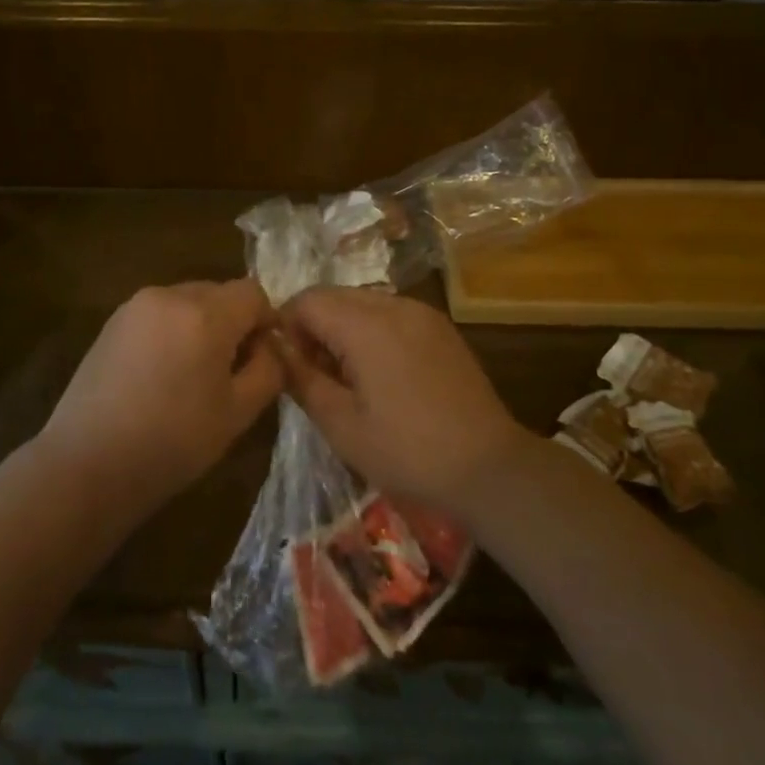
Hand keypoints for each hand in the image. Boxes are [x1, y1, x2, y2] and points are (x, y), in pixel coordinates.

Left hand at [40, 280, 283, 517]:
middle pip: (219, 293)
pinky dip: (171, 332)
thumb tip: (271, 346)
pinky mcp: (111, 323)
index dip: (267, 322)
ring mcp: (135, 306)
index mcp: (205, 313)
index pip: (253, 293)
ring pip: (187, 302)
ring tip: (193, 376)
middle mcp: (169, 295)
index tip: (263, 360)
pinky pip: (158, 315)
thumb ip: (268, 370)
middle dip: (233, 323)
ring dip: (201, 327)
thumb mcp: (237, 413)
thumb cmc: (172, 442)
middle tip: (230, 372)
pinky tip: (161, 376)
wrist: (87, 464)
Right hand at [278, 288, 525, 512]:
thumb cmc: (408, 451)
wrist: (489, 468)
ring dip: (342, 329)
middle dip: (313, 327)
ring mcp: (422, 314)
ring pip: (362, 303)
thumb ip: (301, 379)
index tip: (288, 366)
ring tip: (346, 378)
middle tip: (314, 375)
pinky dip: (371, 332)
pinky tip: (379, 375)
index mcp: (366, 325)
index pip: (306, 300)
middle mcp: (394, 305)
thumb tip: (275, 349)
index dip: (286, 327)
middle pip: (334, 296)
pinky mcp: (440, 328)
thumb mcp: (341, 425)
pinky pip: (390, 314)